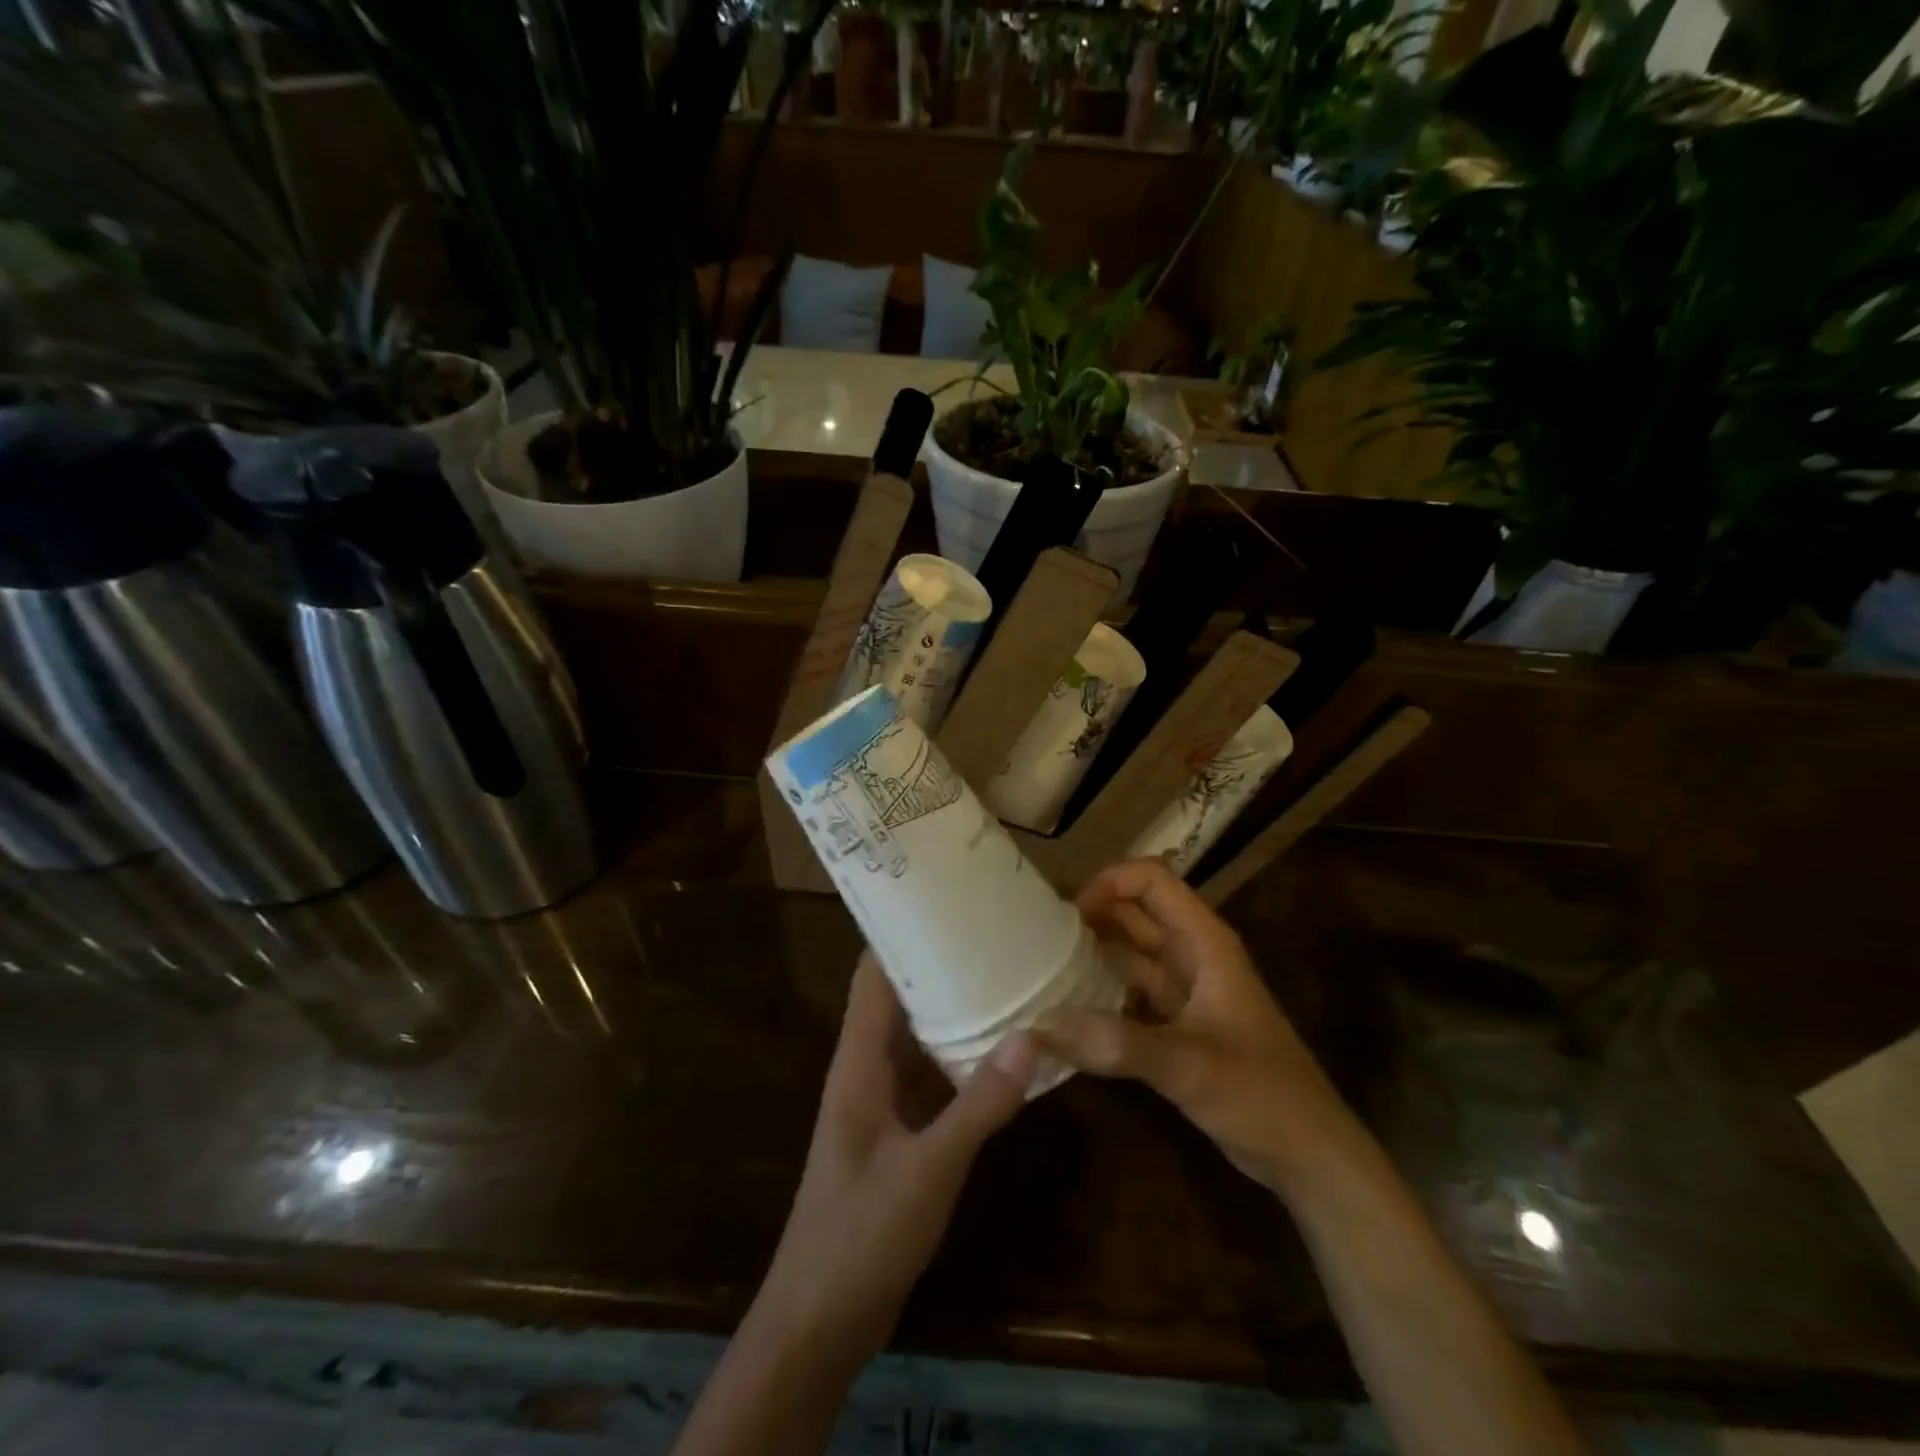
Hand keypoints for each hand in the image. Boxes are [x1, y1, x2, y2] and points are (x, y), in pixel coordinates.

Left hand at [754, 953, 1035, 1365]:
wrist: (818, 1321)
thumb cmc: (860, 1235)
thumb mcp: (928, 1171)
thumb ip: (979, 1107)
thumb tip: (1032, 1039)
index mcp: (859, 1061)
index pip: (874, 975)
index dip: (903, 935)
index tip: (949, 904)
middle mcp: (869, 1068)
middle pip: (903, 999)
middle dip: (944, 968)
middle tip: (998, 937)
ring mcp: (885, 1102)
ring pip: (921, 1039)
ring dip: (958, 1014)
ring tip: (1011, 980)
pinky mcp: (901, 1133)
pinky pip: (934, 1079)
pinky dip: (964, 1062)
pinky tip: (1007, 1054)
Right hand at [1034, 857, 1348, 1192]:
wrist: (1308, 1156)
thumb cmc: (1260, 1093)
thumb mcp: (1187, 1064)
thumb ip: (1115, 1043)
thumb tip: (1038, 1025)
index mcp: (1204, 942)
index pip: (1152, 880)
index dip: (1109, 882)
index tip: (1067, 914)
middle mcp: (1192, 956)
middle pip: (1134, 913)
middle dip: (1090, 916)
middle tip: (1037, 937)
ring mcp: (1185, 991)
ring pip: (1130, 954)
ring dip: (1092, 955)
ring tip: (1041, 968)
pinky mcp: (1176, 1026)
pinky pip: (1129, 995)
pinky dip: (1100, 996)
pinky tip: (1066, 1013)